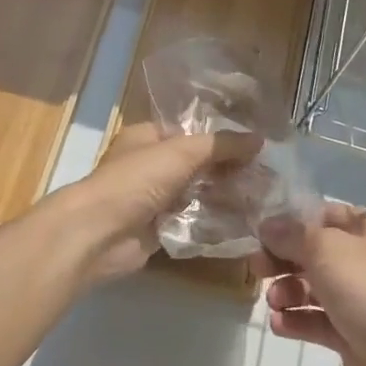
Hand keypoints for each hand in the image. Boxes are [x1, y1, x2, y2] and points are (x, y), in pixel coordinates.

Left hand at [37, 123, 262, 285]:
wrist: (98, 234)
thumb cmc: (135, 180)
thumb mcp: (182, 152)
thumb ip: (221, 145)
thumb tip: (259, 139)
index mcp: (148, 136)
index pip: (190, 131)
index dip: (221, 137)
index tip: (256, 146)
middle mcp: (150, 165)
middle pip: (197, 164)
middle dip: (228, 170)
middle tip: (267, 176)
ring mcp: (153, 198)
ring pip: (197, 193)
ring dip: (224, 196)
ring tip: (263, 199)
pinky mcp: (158, 229)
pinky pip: (192, 221)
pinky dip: (214, 222)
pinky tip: (245, 223)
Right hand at [260, 206, 365, 365]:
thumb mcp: (323, 248)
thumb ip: (291, 234)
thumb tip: (267, 226)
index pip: (326, 214)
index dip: (294, 220)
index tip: (263, 232)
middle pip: (316, 252)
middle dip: (284, 258)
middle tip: (256, 267)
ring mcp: (361, 300)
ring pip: (314, 287)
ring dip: (288, 291)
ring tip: (274, 302)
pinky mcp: (353, 336)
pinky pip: (318, 321)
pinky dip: (297, 321)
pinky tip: (278, 325)